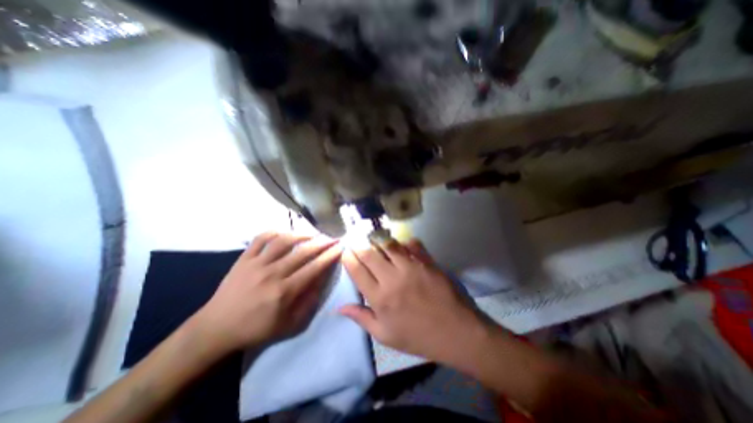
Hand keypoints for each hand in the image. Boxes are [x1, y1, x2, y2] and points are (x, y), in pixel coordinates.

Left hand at [194, 232, 341, 353]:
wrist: (216, 328)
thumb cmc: (256, 329)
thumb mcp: (289, 324)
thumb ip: (309, 301)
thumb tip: (323, 279)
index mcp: (285, 292)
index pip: (314, 268)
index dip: (330, 255)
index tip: (340, 247)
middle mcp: (272, 273)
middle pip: (303, 252)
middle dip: (322, 243)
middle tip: (333, 238)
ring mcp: (256, 263)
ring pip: (284, 241)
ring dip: (302, 235)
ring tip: (314, 234)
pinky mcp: (244, 258)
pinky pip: (261, 238)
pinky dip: (275, 231)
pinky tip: (286, 233)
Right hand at [340, 240, 488, 364]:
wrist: (457, 332)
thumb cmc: (419, 337)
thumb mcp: (386, 335)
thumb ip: (362, 318)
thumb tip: (339, 307)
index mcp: (380, 298)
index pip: (357, 270)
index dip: (348, 257)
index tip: (346, 251)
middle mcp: (392, 278)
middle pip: (369, 253)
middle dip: (359, 244)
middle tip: (356, 241)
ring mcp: (411, 267)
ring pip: (388, 244)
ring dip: (378, 240)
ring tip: (375, 239)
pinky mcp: (427, 261)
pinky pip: (411, 243)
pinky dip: (403, 242)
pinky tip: (401, 246)